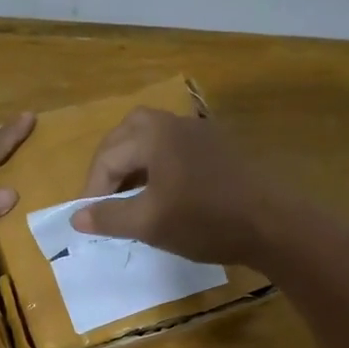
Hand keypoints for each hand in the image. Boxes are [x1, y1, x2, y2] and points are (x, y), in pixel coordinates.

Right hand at [70, 107, 293, 266]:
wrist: (273, 224)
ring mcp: (201, 132)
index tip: (88, 220)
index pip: (107, 157)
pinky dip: (157, 164)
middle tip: (103, 196)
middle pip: (127, 133)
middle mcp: (175, 123)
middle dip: (109, 164)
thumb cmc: (205, 221)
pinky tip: (162, 192)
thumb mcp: (149, 223)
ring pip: (152, 137)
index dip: (92, 190)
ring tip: (128, 195)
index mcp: (154, 134)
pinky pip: (175, 147)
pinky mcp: (219, 147)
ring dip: (133, 163)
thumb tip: (76, 217)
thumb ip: (109, 217)